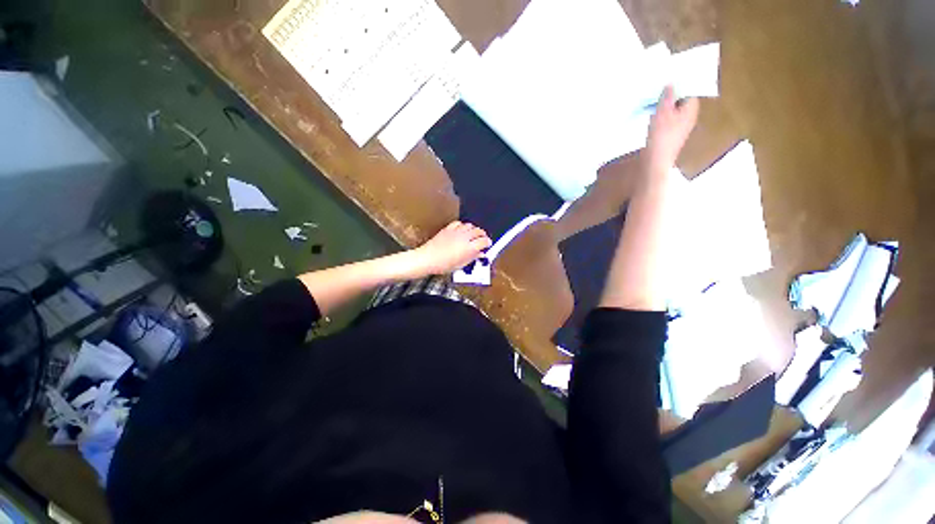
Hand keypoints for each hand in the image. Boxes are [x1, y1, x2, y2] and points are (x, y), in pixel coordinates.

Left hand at [412, 221, 491, 275]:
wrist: (428, 259)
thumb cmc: (444, 265)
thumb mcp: (461, 265)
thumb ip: (473, 258)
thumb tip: (480, 254)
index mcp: (469, 248)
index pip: (484, 241)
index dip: (488, 242)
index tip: (488, 244)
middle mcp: (464, 238)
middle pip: (478, 231)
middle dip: (482, 235)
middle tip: (482, 239)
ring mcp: (456, 232)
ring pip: (470, 225)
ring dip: (473, 229)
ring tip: (473, 235)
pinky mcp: (448, 229)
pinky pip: (459, 223)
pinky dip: (463, 226)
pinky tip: (462, 230)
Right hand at [646, 85, 698, 167]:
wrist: (655, 161)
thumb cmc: (661, 136)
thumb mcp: (662, 112)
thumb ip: (667, 97)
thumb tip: (670, 84)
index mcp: (691, 109)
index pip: (689, 90)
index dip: (680, 83)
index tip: (669, 77)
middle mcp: (688, 116)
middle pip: (681, 100)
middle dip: (670, 94)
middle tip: (658, 87)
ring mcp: (679, 127)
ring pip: (673, 110)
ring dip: (663, 105)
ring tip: (652, 99)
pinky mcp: (670, 134)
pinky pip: (667, 119)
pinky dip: (660, 114)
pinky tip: (650, 114)